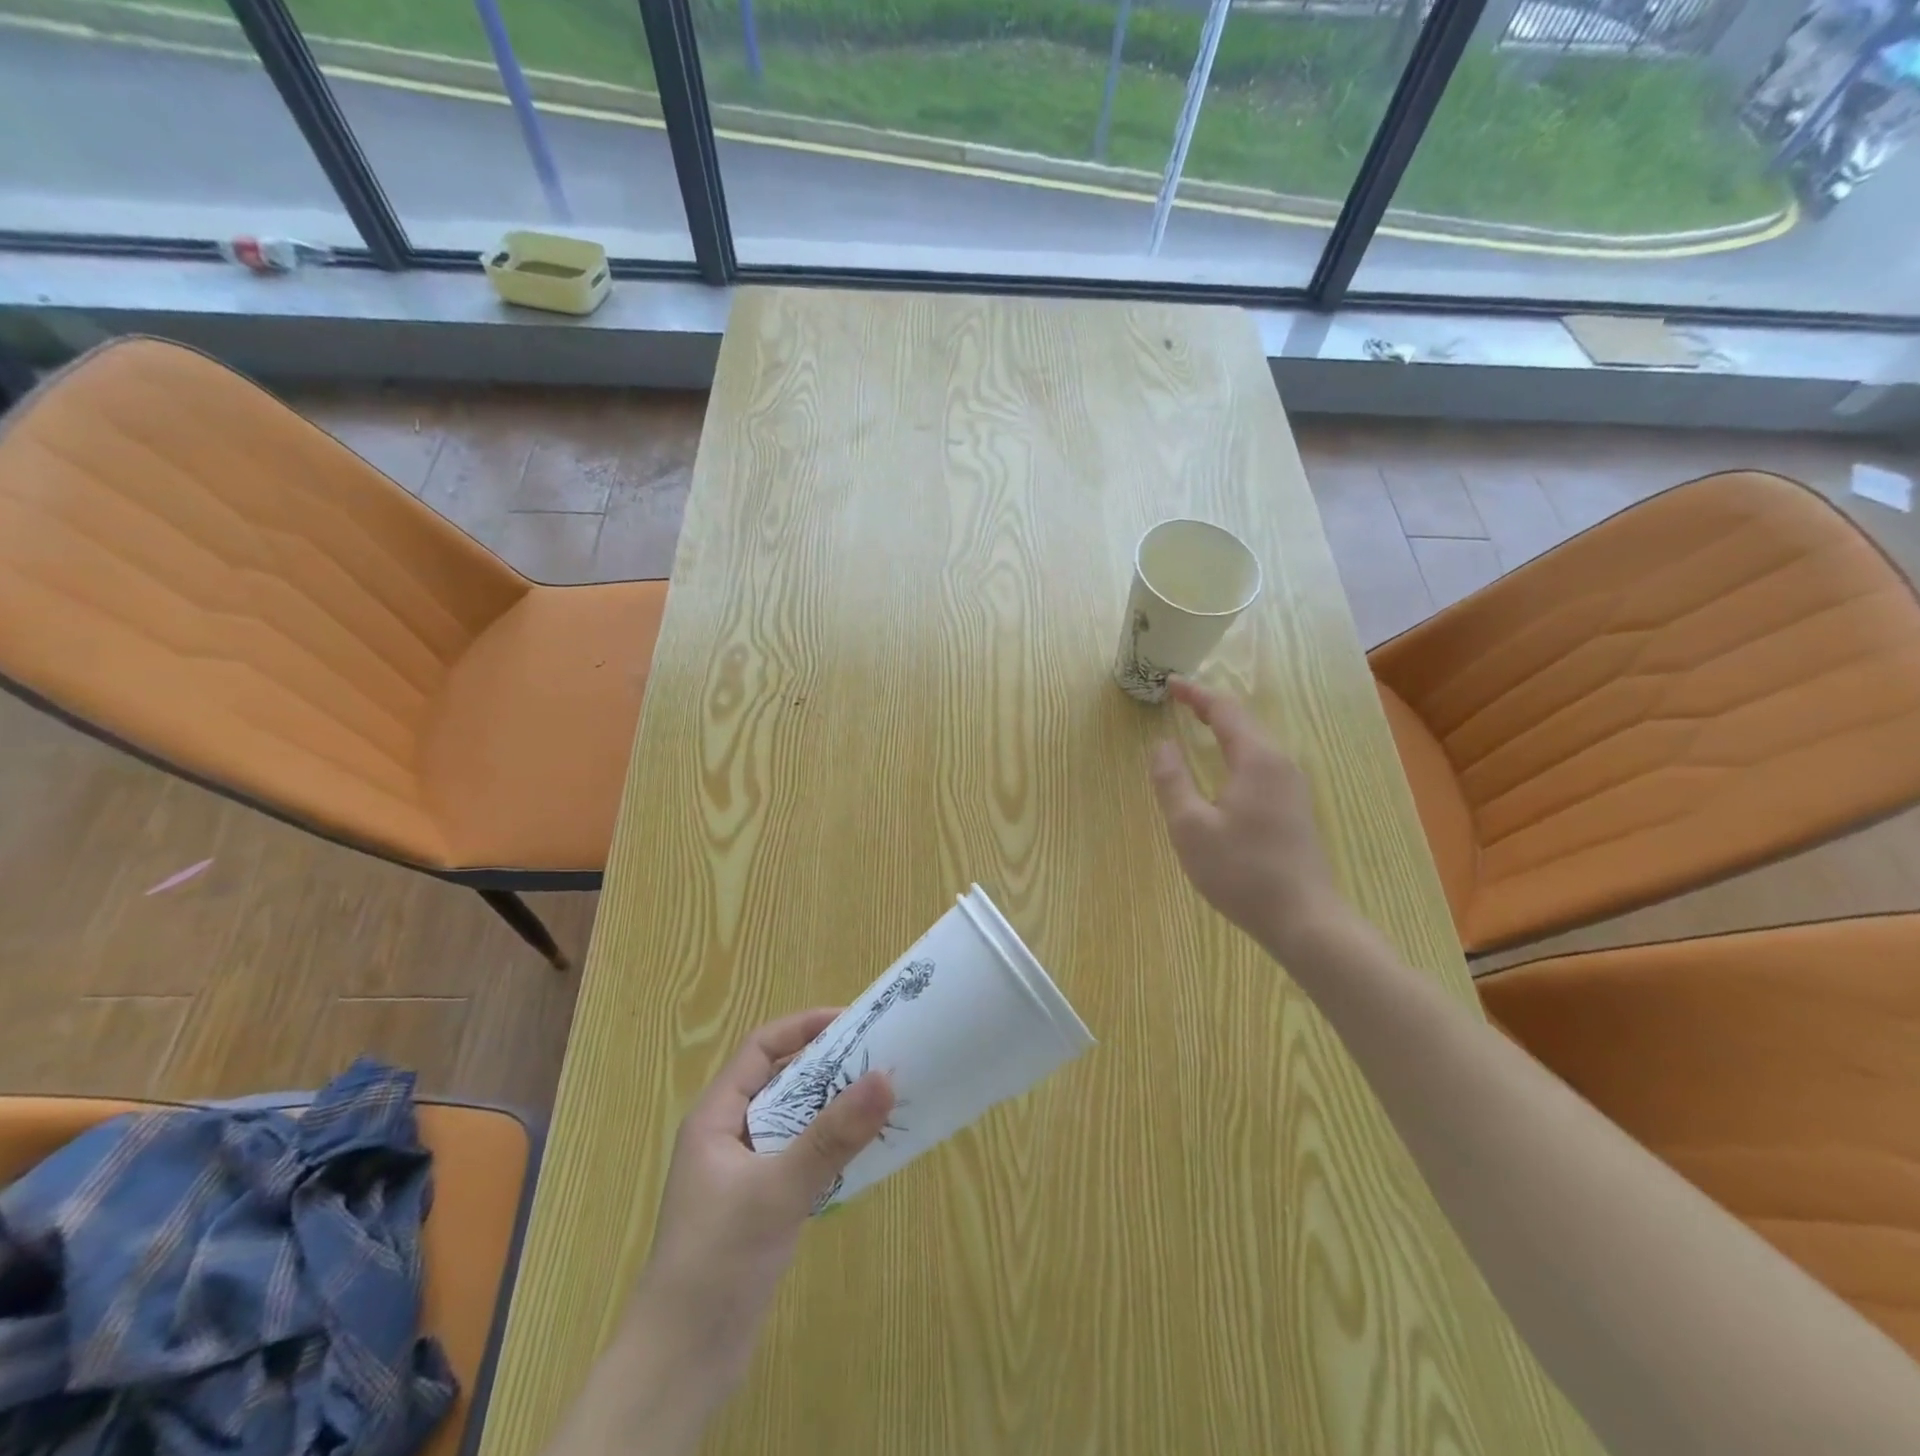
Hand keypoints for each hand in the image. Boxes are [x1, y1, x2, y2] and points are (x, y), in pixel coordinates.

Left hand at [622, 1010, 893, 1412]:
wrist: (679, 1366)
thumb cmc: (717, 1262)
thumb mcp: (778, 1190)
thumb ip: (832, 1136)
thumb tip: (885, 1077)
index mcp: (716, 1117)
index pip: (761, 1048)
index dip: (804, 1027)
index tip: (853, 1021)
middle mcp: (728, 1136)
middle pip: (781, 1081)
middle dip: (827, 1066)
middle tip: (878, 1058)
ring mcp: (743, 1173)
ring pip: (793, 1121)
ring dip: (832, 1108)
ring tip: (880, 1099)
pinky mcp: (758, 1206)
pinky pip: (799, 1157)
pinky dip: (829, 1148)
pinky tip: (862, 1154)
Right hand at [1148, 678, 1346, 957]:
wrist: (1304, 920)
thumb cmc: (1242, 872)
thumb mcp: (1191, 827)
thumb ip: (1172, 781)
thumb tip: (1161, 745)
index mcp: (1257, 760)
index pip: (1224, 710)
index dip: (1195, 694)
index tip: (1169, 683)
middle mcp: (1280, 764)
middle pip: (1243, 722)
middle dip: (1209, 707)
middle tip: (1178, 701)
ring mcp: (1293, 787)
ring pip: (1255, 743)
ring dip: (1224, 729)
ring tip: (1195, 726)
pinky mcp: (1295, 809)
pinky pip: (1261, 764)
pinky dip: (1236, 751)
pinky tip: (1223, 769)